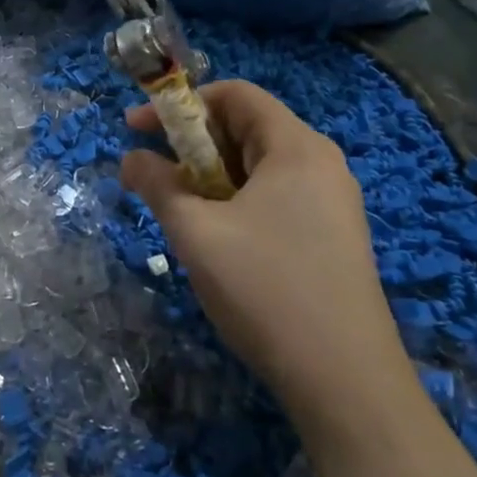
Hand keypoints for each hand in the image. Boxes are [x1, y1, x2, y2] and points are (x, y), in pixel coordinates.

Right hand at [120, 81, 418, 444]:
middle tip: (153, 177)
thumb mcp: (196, 232)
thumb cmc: (265, 289)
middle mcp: (321, 164)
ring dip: (210, 178)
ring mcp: (332, 203)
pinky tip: (218, 241)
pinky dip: (236, 202)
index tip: (136, 130)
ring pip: (258, 168)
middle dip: (192, 145)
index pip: (235, 94)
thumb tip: (130, 158)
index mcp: (296, 148)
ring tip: (180, 213)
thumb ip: (157, 184)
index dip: (180, 104)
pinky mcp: (332, 237)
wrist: (345, 382)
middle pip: (247, 128)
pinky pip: (275, 198)